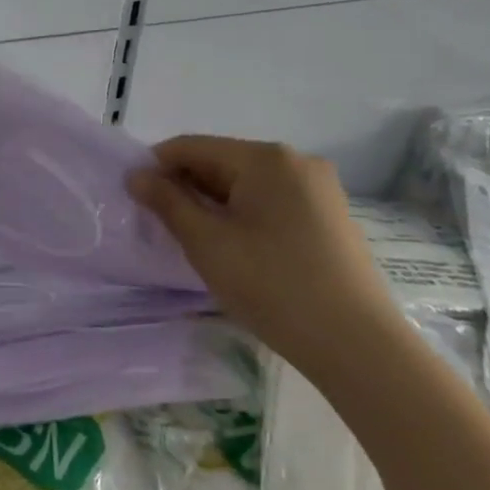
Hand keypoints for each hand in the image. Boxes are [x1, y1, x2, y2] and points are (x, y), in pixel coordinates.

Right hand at [130, 136, 407, 376]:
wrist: (356, 343)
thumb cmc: (271, 284)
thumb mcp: (206, 242)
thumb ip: (166, 202)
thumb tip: (136, 175)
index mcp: (265, 158)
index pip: (192, 146)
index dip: (156, 167)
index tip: (133, 197)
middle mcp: (295, 161)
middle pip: (221, 161)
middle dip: (186, 186)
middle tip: (160, 223)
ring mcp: (319, 188)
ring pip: (246, 183)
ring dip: (213, 202)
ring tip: (194, 238)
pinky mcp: (329, 216)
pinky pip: (271, 201)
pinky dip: (243, 214)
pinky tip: (235, 246)